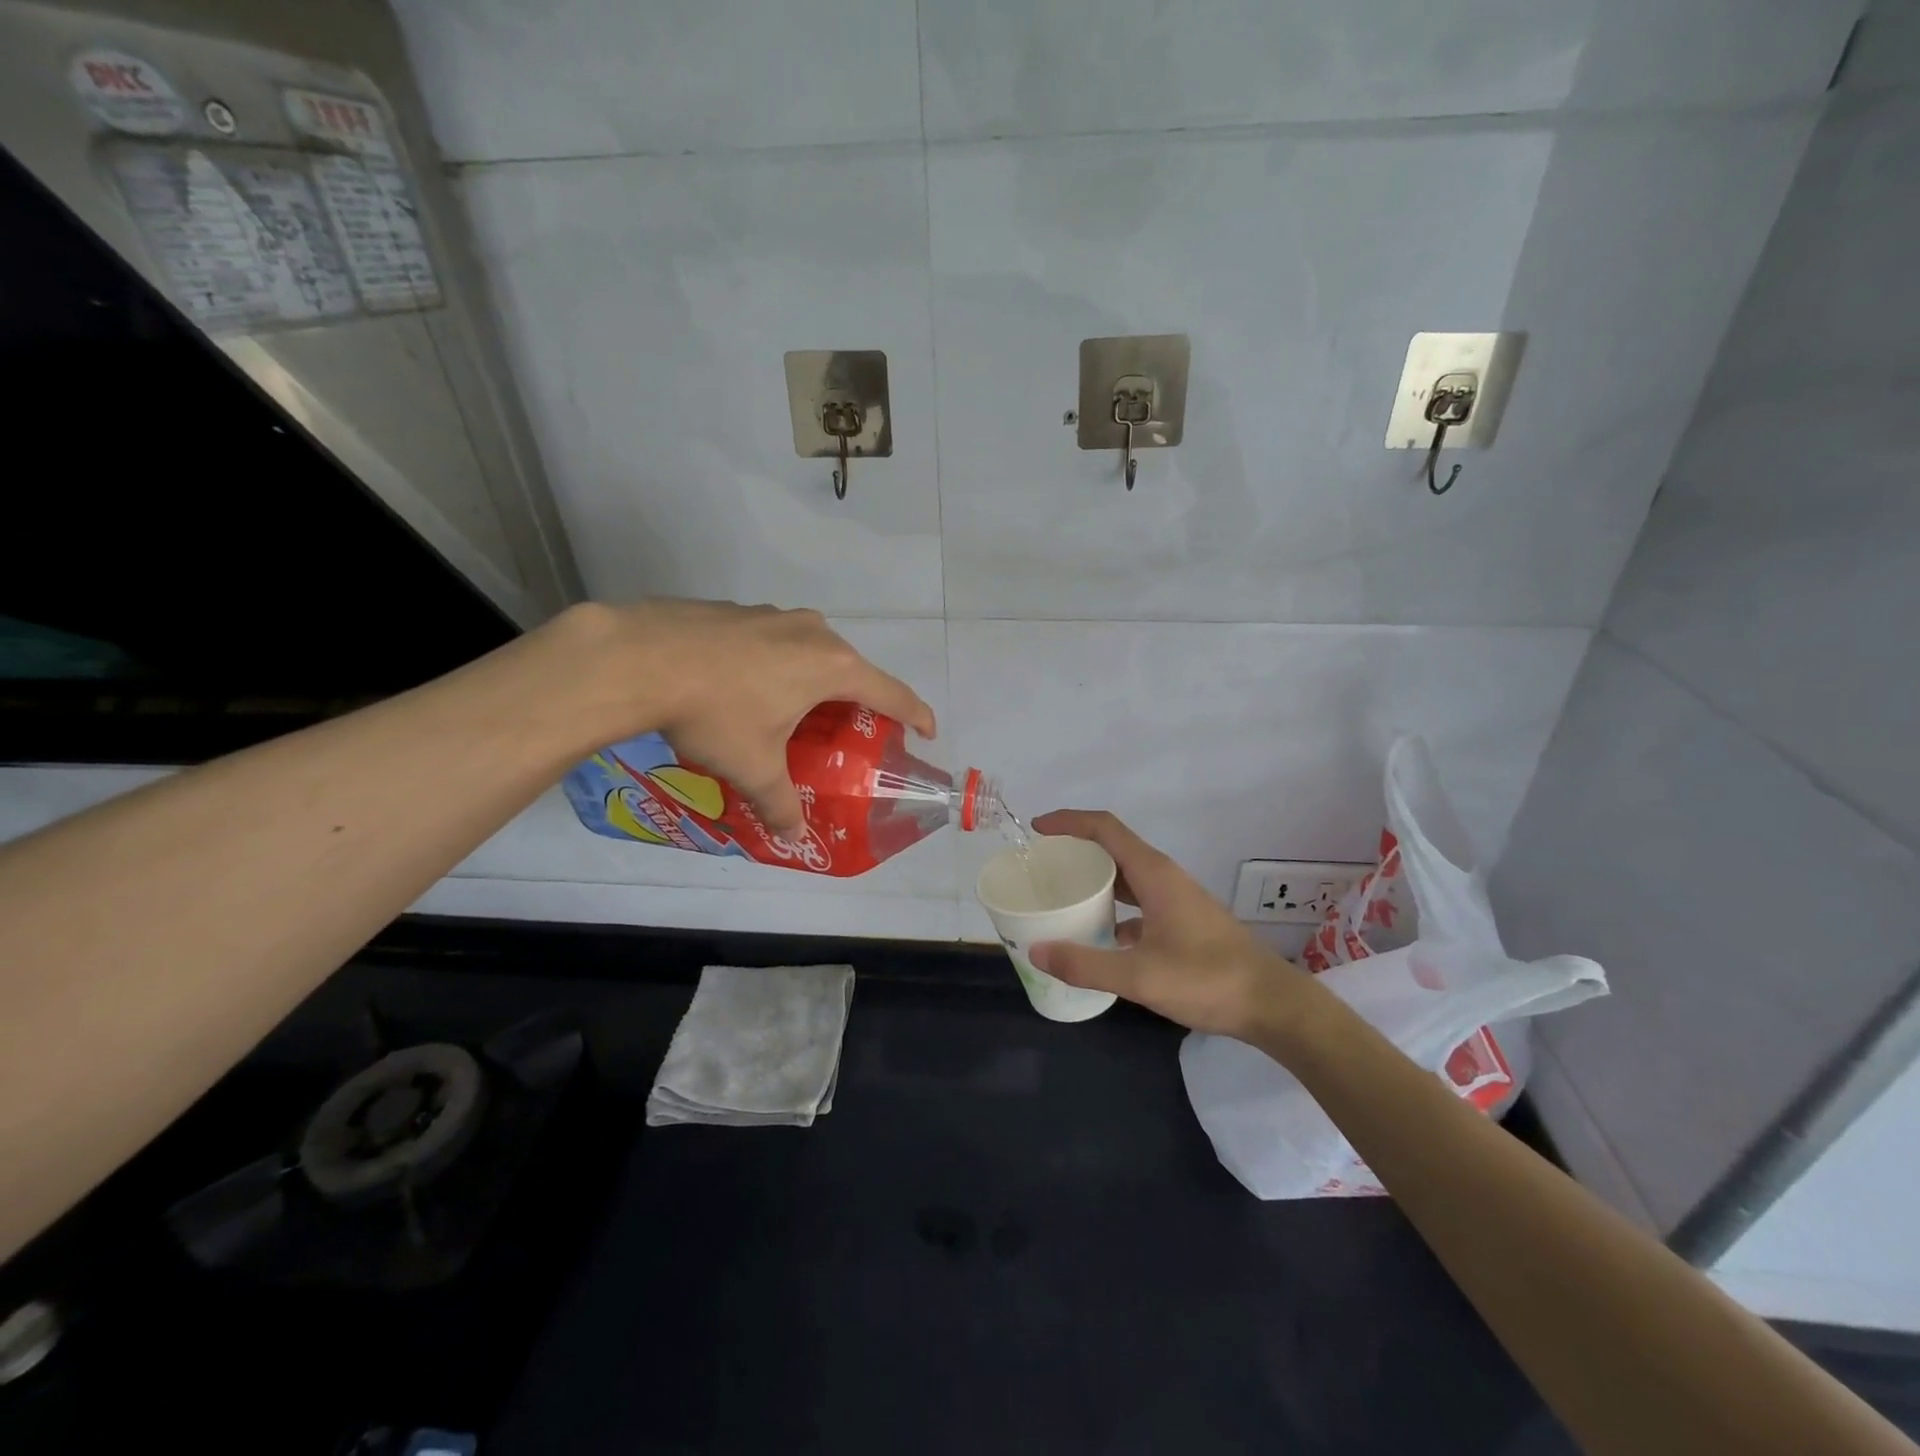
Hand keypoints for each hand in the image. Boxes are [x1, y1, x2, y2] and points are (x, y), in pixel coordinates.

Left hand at [557, 601, 934, 839]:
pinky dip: (776, 664)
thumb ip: (779, 803)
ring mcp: (775, 615)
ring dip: (812, 680)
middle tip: (847, 732)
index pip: (891, 692)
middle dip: (855, 700)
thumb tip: (793, 837)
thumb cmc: (715, 713)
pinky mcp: (739, 610)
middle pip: (851, 669)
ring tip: (792, 711)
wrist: (638, 657)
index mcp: (832, 667)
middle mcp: (813, 632)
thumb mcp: (753, 767)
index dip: (915, 713)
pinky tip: (744, 686)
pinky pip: (775, 640)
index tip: (926, 730)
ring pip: (811, 650)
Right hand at [1028, 810, 1317, 1041]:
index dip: (1069, 822)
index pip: (1105, 829)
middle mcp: (1164, 878)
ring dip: (1095, 879)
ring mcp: (1176, 899)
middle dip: (1076, 849)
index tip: (1037, 829)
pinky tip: (1099, 936)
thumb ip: (1086, 964)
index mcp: (1154, 874)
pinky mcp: (1183, 921)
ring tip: (1063, 895)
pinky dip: (1114, 908)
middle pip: (1113, 847)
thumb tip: (1037, 951)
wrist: (1272, 1005)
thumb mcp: (1140, 977)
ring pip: (1127, 876)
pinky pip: (1139, 901)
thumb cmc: (1208, 981)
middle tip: (1041, 866)